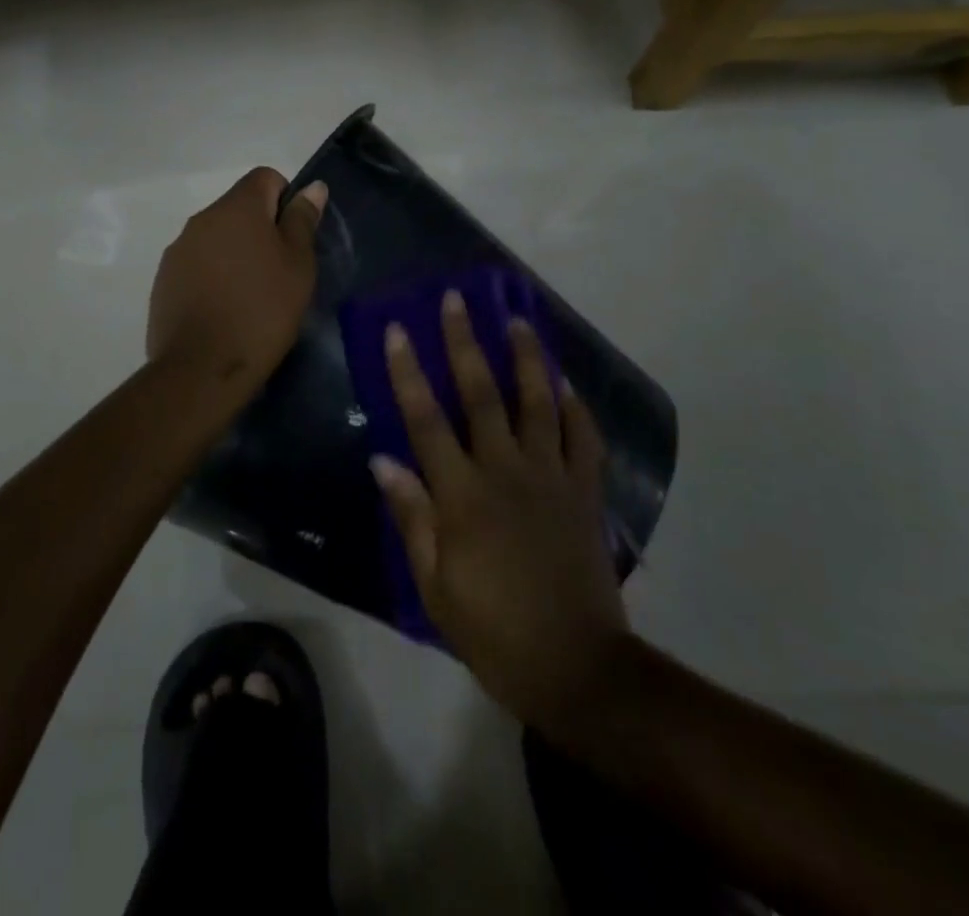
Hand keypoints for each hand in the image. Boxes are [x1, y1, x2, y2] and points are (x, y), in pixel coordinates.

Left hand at [147, 168, 326, 387]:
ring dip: (235, 254)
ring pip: (217, 237)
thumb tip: (312, 187)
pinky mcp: (164, 280)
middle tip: (279, 272)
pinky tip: (224, 310)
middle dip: (260, 230)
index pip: (265, 177)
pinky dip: (213, 276)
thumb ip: (302, 221)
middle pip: (239, 208)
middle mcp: (201, 219)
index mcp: (236, 207)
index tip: (293, 239)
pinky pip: (197, 264)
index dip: (286, 200)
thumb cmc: (263, 310)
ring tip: (251, 296)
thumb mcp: (298, 265)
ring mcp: (178, 250)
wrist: (202, 368)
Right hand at [372, 291, 628, 736]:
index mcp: (463, 495)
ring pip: (537, 403)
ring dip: (526, 358)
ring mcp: (552, 478)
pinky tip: (565, 383)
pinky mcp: (585, 493)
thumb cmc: (494, 631)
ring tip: (517, 320)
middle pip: (481, 394)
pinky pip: (583, 439)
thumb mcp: (436, 586)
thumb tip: (383, 459)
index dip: (408, 372)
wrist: (577, 669)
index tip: (398, 329)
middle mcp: (506, 472)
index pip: (425, 419)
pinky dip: (575, 407)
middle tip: (457, 300)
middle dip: (465, 342)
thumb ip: (413, 517)